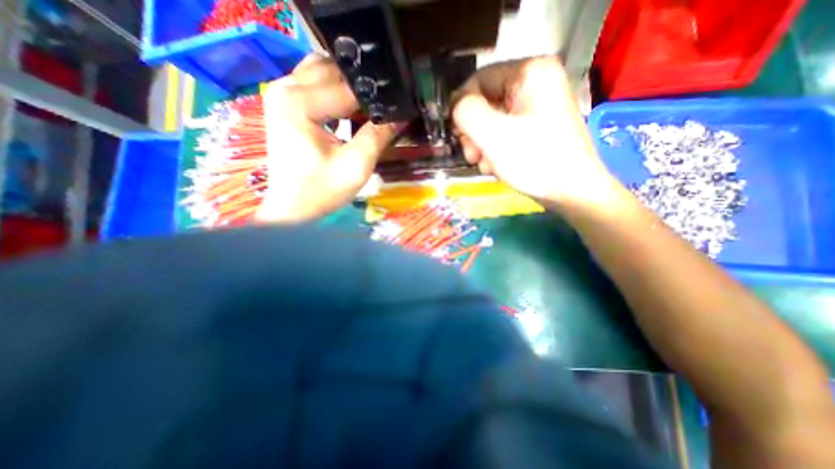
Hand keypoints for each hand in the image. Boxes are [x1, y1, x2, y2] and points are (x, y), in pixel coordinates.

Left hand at [257, 55, 402, 222]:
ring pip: (324, 72)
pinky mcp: (286, 104)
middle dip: (363, 89)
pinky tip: (350, 112)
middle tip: (384, 110)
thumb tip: (401, 115)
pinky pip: (315, 84)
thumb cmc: (321, 191)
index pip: (349, 87)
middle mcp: (286, 87)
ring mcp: (282, 93)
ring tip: (368, 111)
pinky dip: (336, 93)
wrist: (292, 208)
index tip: (397, 109)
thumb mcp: (356, 166)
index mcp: (299, 101)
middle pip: (335, 71)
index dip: (377, 98)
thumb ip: (378, 136)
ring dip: (349, 88)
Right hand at [450, 57, 618, 208]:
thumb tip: (456, 107)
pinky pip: (504, 131)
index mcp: (529, 72)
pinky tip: (497, 166)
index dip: (462, 107)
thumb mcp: (493, 135)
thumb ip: (466, 112)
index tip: (457, 136)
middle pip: (485, 102)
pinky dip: (495, 149)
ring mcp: (537, 106)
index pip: (478, 80)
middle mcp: (535, 82)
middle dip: (473, 132)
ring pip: (492, 120)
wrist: (572, 192)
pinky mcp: (536, 126)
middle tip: (473, 156)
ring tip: (486, 165)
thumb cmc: (534, 160)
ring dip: (482, 144)